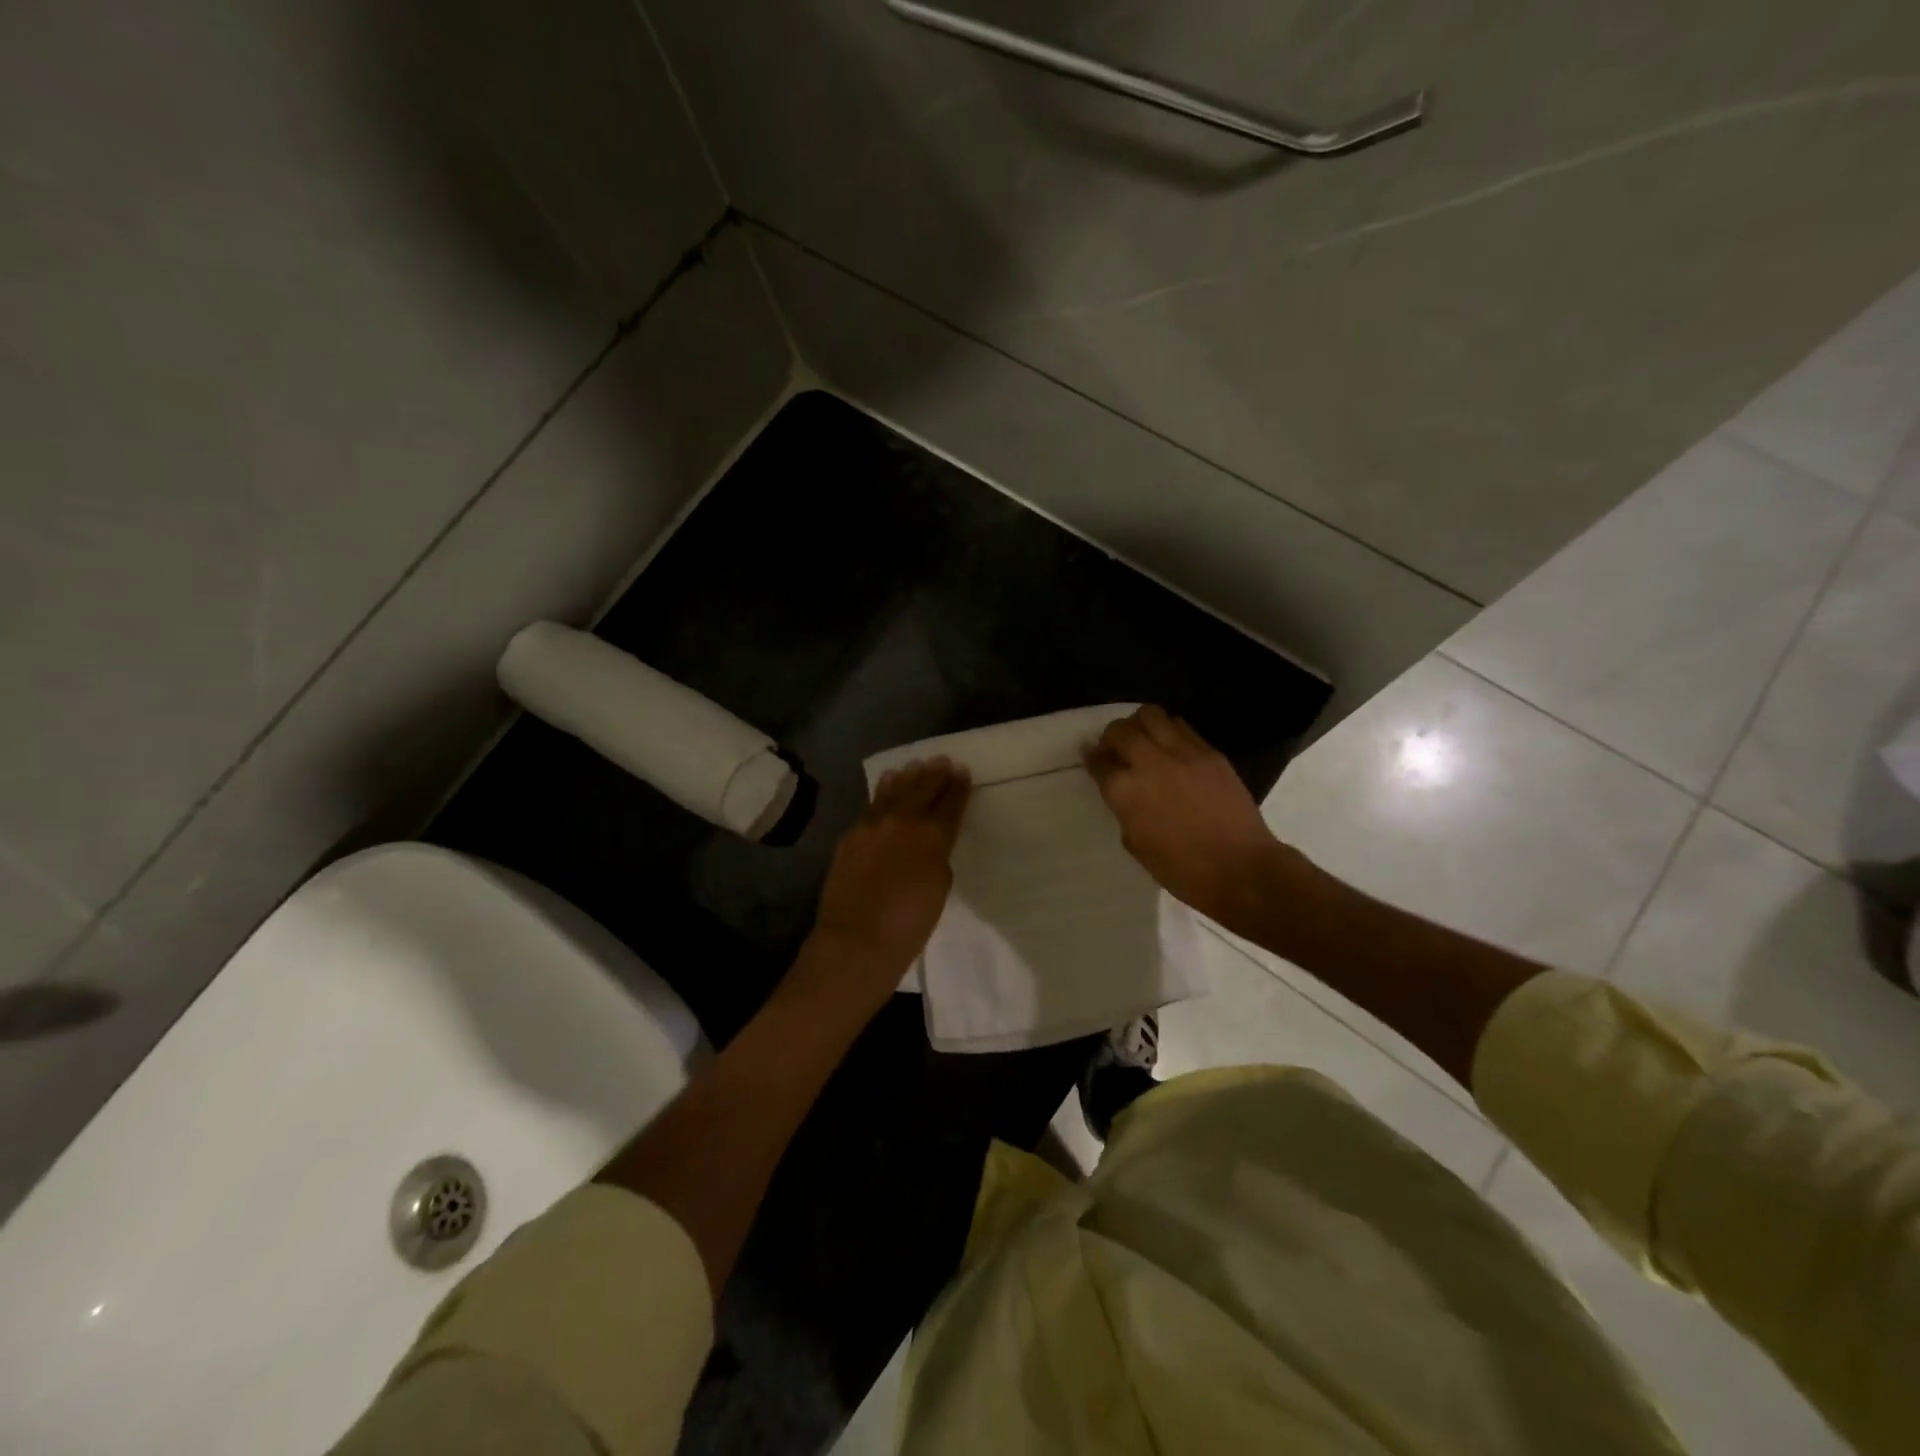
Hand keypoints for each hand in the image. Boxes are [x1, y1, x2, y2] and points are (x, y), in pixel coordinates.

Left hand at [805, 759, 970, 998]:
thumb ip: (937, 858)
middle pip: (923, 789)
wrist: (857, 941)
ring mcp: (873, 825)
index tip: (963, 773)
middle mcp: (903, 821)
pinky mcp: (851, 834)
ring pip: (894, 790)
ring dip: (909, 776)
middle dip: (936, 774)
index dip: (959, 787)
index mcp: (933, 836)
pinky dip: (884, 791)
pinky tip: (888, 783)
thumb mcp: (939, 890)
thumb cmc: (909, 926)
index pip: (950, 804)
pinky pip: (872, 804)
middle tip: (943, 762)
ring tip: (917, 765)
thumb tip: (929, 846)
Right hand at [1085, 706, 1287, 924]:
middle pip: (1120, 730)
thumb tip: (1124, 793)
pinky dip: (1169, 731)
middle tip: (1117, 749)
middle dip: (1112, 736)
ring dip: (1141, 725)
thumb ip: (1124, 810)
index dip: (1092, 758)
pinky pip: (1182, 727)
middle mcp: (1149, 763)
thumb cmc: (1182, 870)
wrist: (1241, 869)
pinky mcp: (1210, 752)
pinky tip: (1172, 748)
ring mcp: (1182, 753)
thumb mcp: (1137, 844)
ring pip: (1151, 715)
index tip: (1093, 758)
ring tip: (1145, 741)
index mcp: (1125, 792)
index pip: (1099, 762)